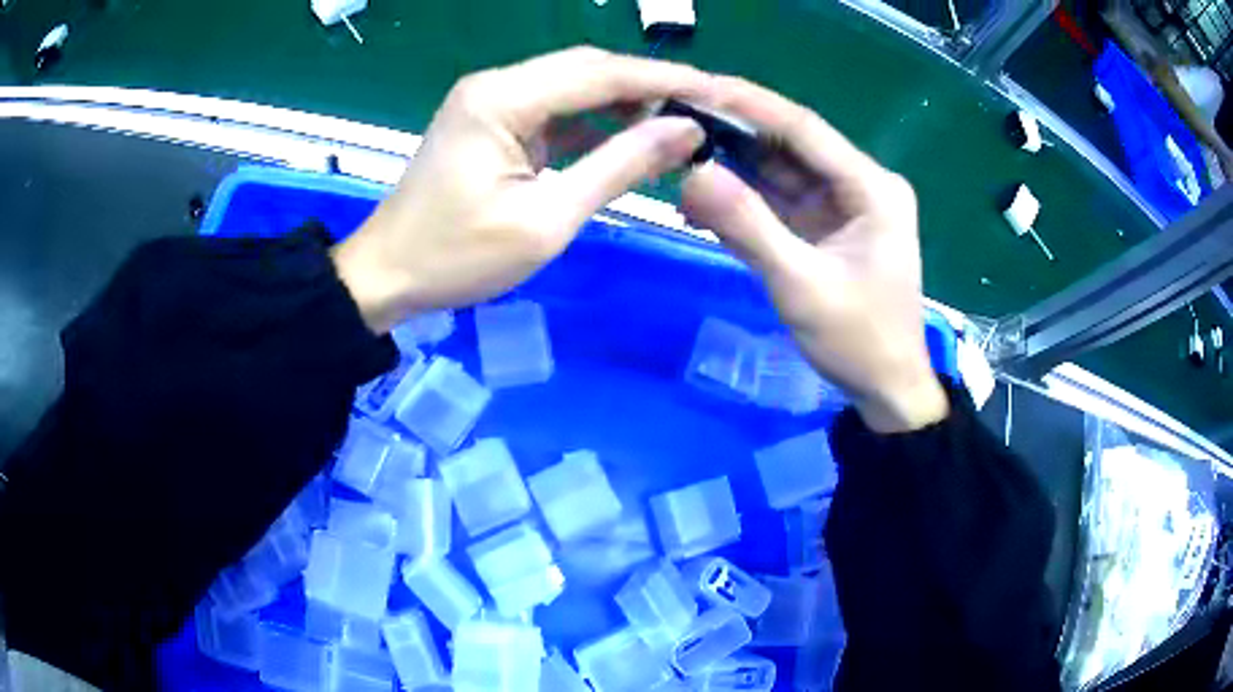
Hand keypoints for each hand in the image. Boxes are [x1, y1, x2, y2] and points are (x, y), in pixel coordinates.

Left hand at [332, 47, 709, 333]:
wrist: (387, 274)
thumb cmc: (457, 257)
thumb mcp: (546, 219)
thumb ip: (618, 167)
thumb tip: (685, 131)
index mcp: (503, 99)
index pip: (601, 72)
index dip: (664, 79)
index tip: (718, 92)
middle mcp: (497, 84)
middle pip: (588, 69)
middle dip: (649, 86)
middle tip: (704, 110)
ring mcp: (491, 101)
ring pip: (573, 86)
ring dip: (624, 103)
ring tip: (676, 126)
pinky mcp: (491, 121)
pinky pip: (554, 110)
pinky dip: (594, 123)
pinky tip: (628, 140)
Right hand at [682, 78, 947, 432]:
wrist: (887, 390)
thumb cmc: (859, 341)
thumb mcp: (802, 286)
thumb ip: (748, 228)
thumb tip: (692, 174)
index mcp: (873, 188)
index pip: (804, 129)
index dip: (749, 104)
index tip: (694, 87)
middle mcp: (861, 184)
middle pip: (789, 144)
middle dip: (732, 132)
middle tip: (673, 120)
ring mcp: (843, 204)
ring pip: (780, 171)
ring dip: (731, 167)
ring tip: (676, 158)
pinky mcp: (826, 226)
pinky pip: (779, 201)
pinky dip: (743, 201)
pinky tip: (701, 201)